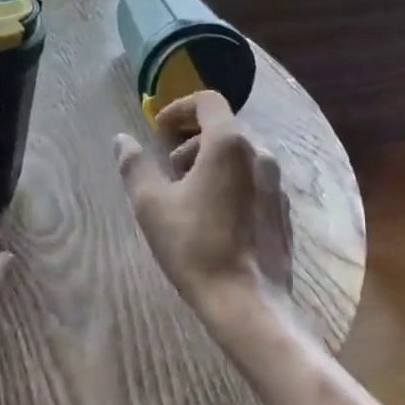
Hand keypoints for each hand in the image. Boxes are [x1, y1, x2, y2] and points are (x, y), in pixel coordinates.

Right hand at [115, 91, 293, 322]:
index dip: (180, 107)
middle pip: (223, 130)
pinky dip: (231, 184)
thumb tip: (122, 140)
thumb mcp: (151, 204)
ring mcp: (276, 185)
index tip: (159, 129)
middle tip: (168, 170)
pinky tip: (214, 219)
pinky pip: (254, 182)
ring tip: (188, 197)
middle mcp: (260, 156)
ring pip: (240, 157)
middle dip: (191, 142)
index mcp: (229, 145)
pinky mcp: (282, 212)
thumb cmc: (194, 245)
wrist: (248, 303)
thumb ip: (135, 165)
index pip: (208, 102)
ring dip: (210, 164)